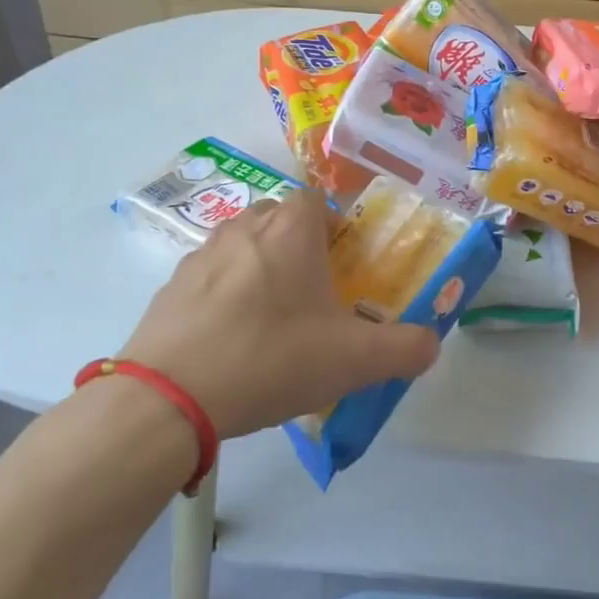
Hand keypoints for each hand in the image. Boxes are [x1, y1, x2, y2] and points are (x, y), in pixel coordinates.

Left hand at [120, 189, 439, 439]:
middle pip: (277, 219)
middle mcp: (243, 229)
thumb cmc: (271, 358)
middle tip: (313, 293)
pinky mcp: (169, 290)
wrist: (167, 398)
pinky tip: (231, 344)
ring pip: (241, 247)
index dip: (333, 225)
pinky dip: (223, 299)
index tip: (342, 263)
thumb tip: (431, 345)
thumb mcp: (354, 360)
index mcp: (290, 230)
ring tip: (271, 322)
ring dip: (259, 270)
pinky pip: (209, 281)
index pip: (315, 199)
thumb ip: (404, 348)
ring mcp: (200, 257)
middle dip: (297, 246)